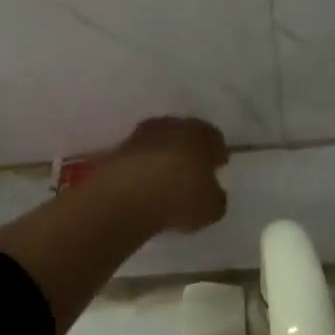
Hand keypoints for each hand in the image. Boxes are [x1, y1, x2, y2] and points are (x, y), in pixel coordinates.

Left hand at [103, 116, 228, 232]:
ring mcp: (141, 135)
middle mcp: (172, 126)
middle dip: (189, 151)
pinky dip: (141, 169)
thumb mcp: (212, 208)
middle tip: (192, 171)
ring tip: (165, 181)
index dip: (217, 154)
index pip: (214, 138)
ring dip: (162, 157)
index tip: (217, 167)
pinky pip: (137, 158)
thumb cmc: (181, 197)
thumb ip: (215, 197)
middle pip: (185, 135)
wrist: (126, 196)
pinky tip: (144, 187)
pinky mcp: (116, 151)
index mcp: (202, 134)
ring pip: (158, 143)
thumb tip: (213, 194)